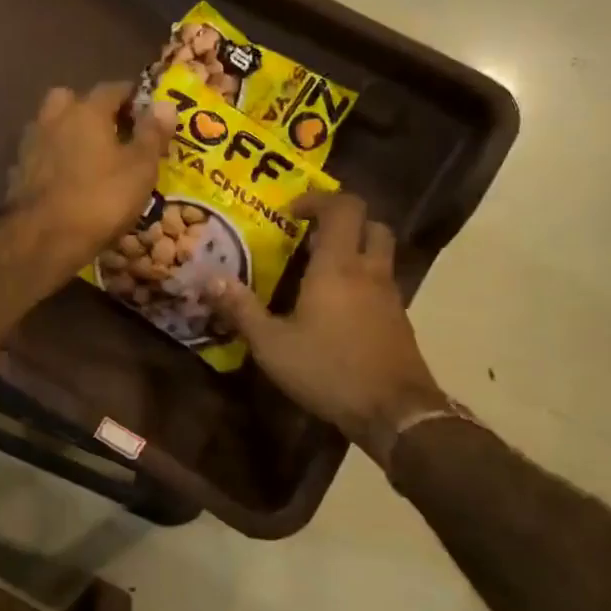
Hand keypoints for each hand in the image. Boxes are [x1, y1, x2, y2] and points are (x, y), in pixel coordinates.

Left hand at [9, 82, 174, 278]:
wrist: (44, 238)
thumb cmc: (101, 199)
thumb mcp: (140, 169)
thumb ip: (152, 134)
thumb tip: (164, 103)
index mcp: (87, 110)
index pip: (113, 89)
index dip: (133, 98)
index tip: (146, 112)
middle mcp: (54, 118)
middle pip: (73, 100)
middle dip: (92, 110)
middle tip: (112, 131)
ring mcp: (31, 144)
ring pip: (53, 127)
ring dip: (69, 134)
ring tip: (90, 158)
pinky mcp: (17, 172)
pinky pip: (42, 156)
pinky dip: (54, 160)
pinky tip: (66, 180)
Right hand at [207, 192, 450, 465]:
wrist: (394, 412)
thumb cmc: (328, 370)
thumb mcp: (272, 344)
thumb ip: (241, 310)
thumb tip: (210, 279)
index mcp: (338, 266)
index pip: (343, 207)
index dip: (318, 199)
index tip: (291, 212)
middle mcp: (370, 271)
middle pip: (371, 223)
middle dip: (344, 221)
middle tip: (313, 237)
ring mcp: (391, 296)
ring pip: (381, 254)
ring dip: (356, 251)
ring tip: (322, 273)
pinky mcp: (400, 321)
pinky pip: (383, 284)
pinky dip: (364, 282)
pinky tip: (340, 310)